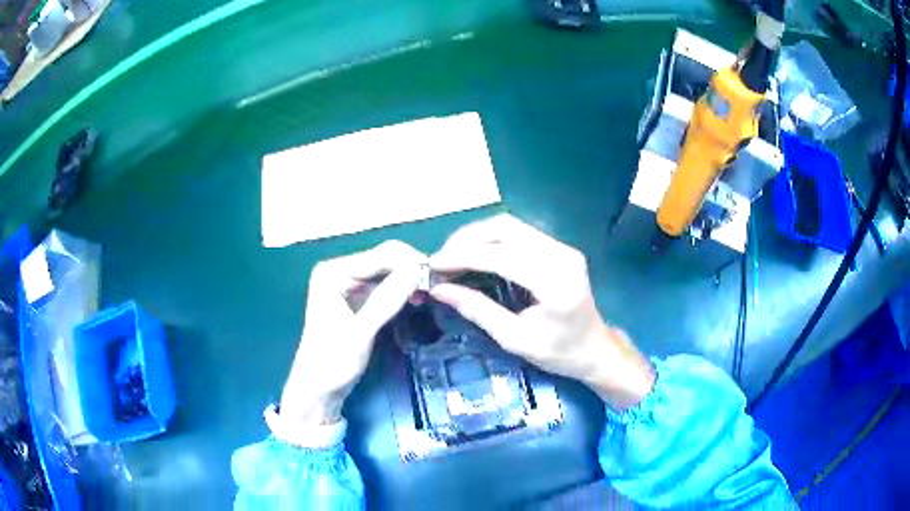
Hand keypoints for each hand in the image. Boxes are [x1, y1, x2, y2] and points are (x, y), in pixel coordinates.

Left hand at [280, 241, 426, 424]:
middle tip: (438, 286)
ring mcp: (349, 284)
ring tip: (431, 293)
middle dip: (412, 270)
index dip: (411, 262)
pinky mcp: (358, 299)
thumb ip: (386, 300)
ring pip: (389, 272)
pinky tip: (417, 300)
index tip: (439, 277)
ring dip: (409, 281)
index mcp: (333, 272)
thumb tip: (417, 269)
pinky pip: (386, 287)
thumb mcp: (361, 332)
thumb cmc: (332, 362)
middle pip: (385, 260)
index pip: (380, 255)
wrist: (319, 390)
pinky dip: (402, 291)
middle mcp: (340, 271)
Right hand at [429, 215, 654, 410]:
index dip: (462, 257)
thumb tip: (438, 289)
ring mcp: (563, 247)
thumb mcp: (514, 339)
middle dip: (466, 239)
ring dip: (476, 235)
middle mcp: (561, 254)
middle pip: (505, 228)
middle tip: (441, 260)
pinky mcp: (559, 247)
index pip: (501, 256)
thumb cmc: (559, 353)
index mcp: (555, 282)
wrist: (595, 349)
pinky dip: (491, 239)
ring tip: (453, 255)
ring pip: (510, 225)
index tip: (433, 266)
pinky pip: (518, 232)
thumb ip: (477, 310)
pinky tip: (475, 253)